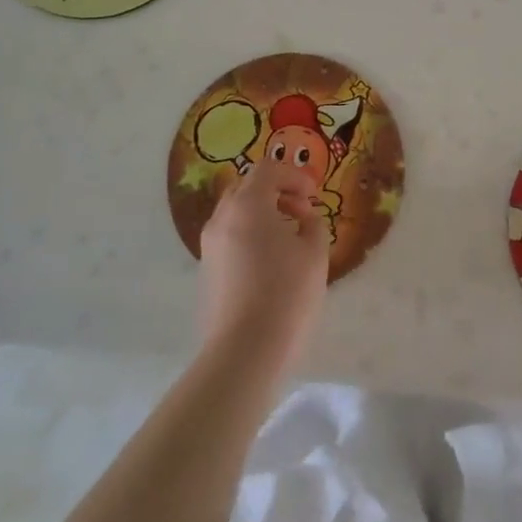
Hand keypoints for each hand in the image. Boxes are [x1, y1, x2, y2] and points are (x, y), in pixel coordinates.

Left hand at [196, 161, 329, 374]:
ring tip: (288, 237)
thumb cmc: (286, 294)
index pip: (268, 170)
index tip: (314, 196)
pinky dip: (250, 234)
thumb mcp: (315, 253)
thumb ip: (313, 224)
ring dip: (262, 213)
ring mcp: (209, 245)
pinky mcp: (206, 270)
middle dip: (276, 191)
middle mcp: (222, 218)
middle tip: (301, 211)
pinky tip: (270, 261)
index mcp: (248, 206)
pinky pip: (229, 237)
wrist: (244, 351)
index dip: (294, 176)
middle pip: (247, 187)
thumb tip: (304, 218)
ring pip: (235, 213)